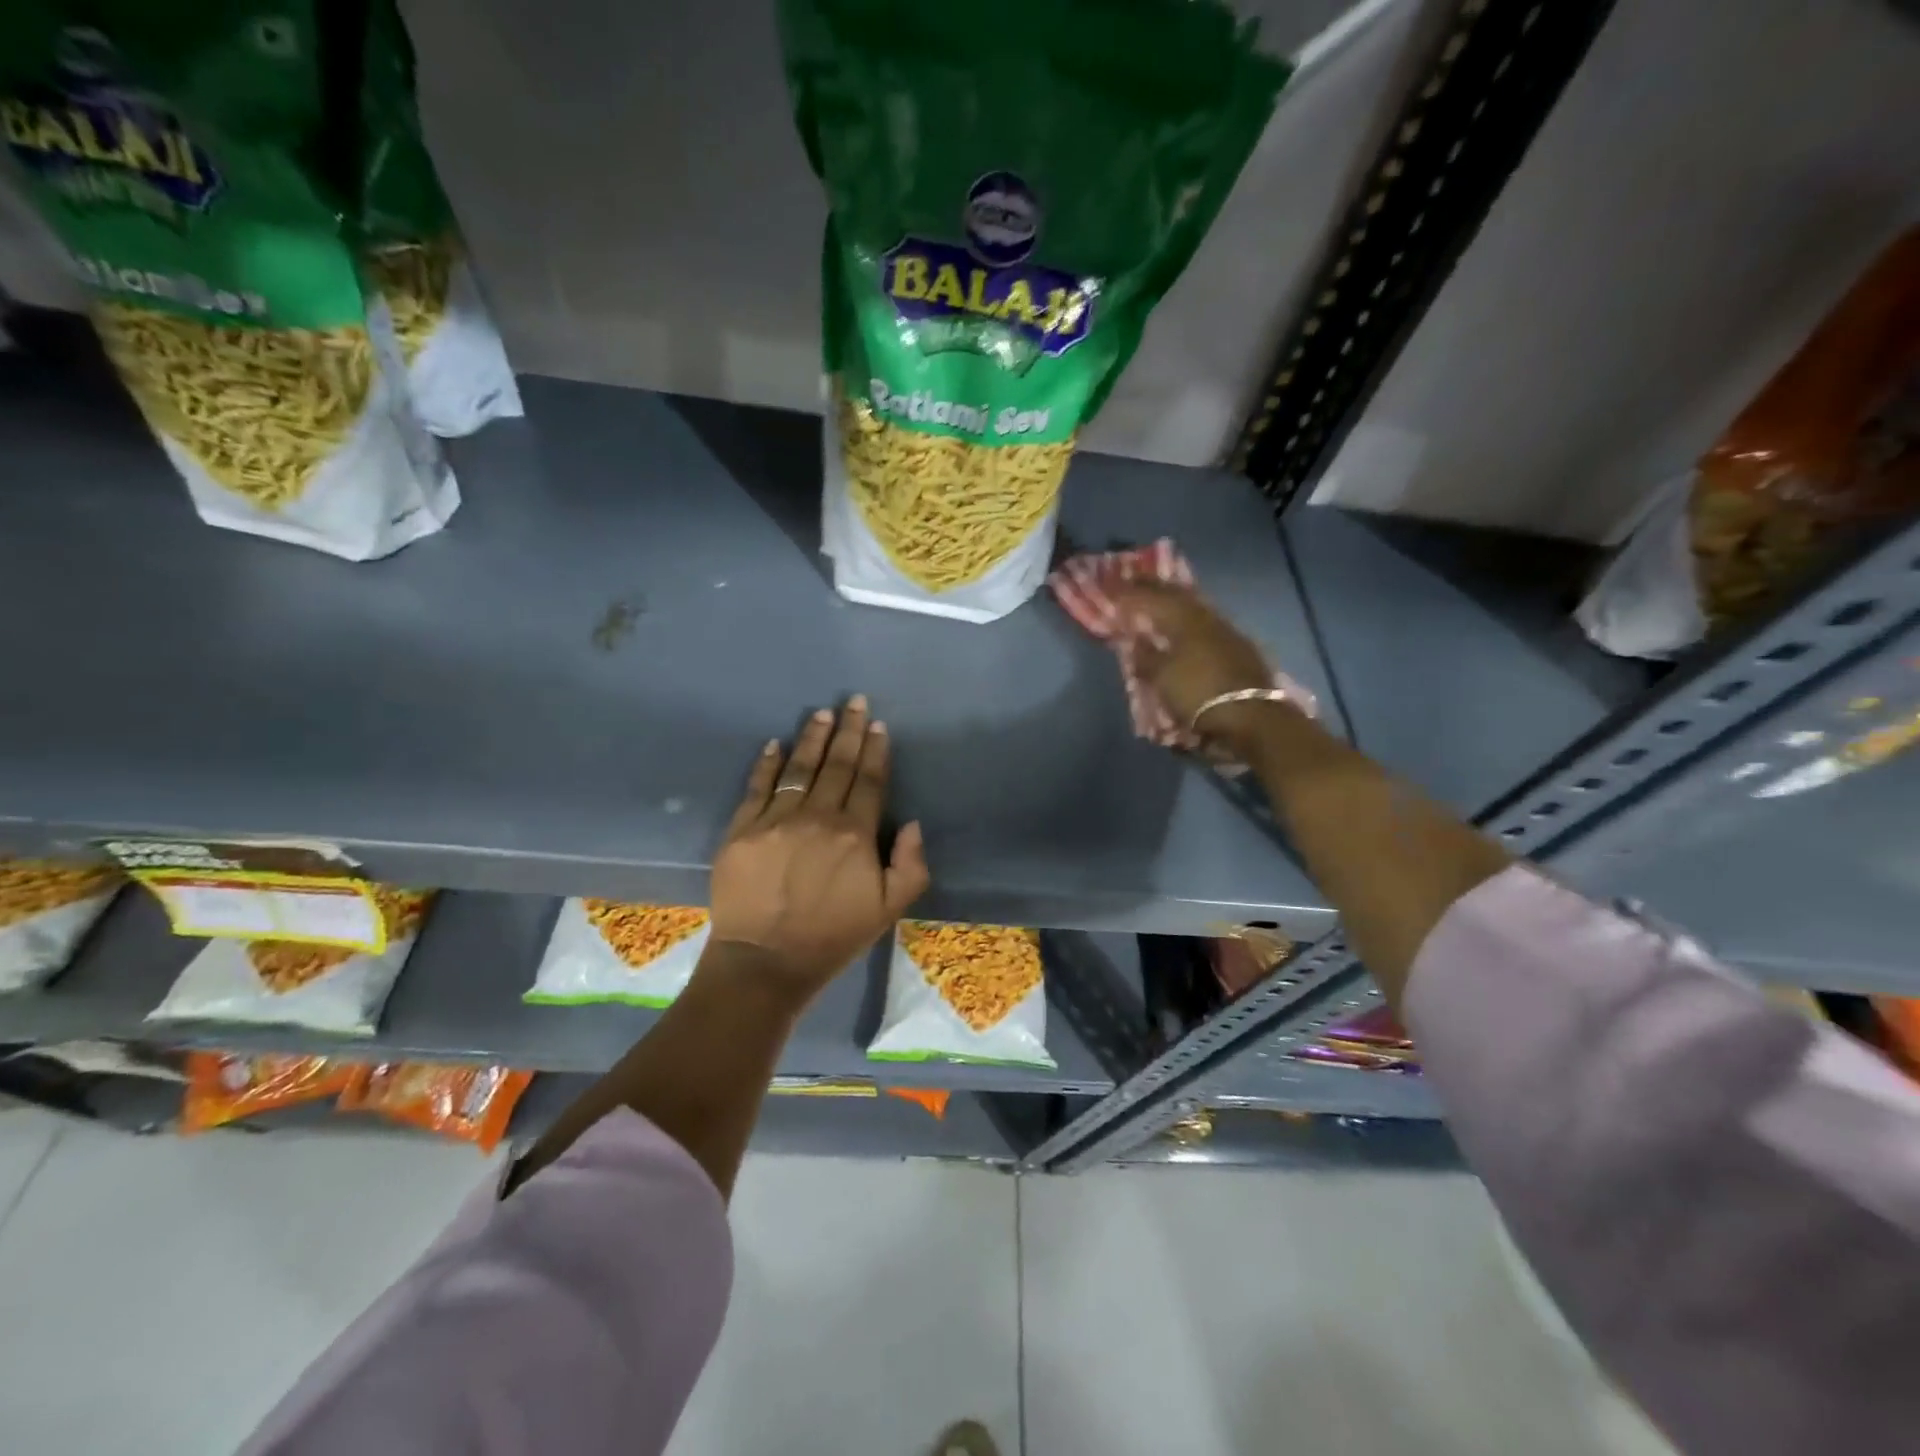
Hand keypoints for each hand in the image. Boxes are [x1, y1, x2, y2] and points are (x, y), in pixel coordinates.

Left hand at [709, 696, 929, 1004]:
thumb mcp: (888, 910)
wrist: (765, 961)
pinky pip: (757, 787)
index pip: (869, 781)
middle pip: (837, 765)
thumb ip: (910, 865)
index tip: (878, 726)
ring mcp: (776, 820)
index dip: (875, 751)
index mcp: (855, 834)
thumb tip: (912, 823)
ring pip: (799, 769)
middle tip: (854, 702)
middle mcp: (817, 817)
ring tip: (822, 714)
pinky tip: (776, 743)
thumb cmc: (832, 937)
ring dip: (813, 738)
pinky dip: (768, 764)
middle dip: (849, 731)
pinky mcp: (742, 829)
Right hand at [1112, 581, 1281, 752]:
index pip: (1152, 598)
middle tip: (1134, 580)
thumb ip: (1147, 657)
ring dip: (1175, 600)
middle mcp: (1207, 618)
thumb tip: (1136, 640)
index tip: (1113, 584)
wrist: (1251, 718)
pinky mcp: (1240, 648)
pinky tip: (1187, 624)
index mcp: (1184, 620)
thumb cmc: (1198, 695)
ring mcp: (1227, 632)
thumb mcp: (1162, 679)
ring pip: (1196, 607)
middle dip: (1154, 587)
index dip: (1131, 592)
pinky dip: (1191, 619)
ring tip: (1159, 597)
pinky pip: (1208, 623)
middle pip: (1178, 595)